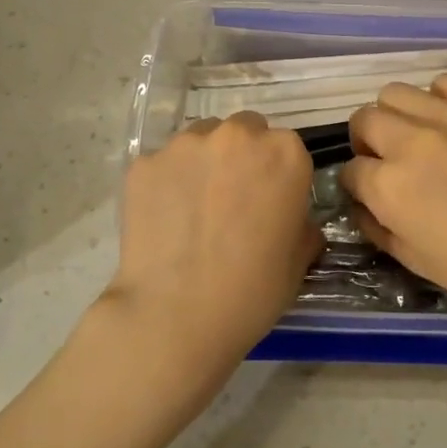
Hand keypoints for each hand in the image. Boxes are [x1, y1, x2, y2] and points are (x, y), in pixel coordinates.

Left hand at [101, 113, 318, 397]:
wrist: (174, 316)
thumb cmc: (251, 291)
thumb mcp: (298, 261)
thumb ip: (301, 224)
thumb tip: (292, 219)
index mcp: (284, 153)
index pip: (287, 147)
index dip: (279, 174)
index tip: (271, 202)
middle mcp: (236, 135)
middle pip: (244, 131)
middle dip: (242, 156)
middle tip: (232, 200)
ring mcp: (185, 145)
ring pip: (201, 140)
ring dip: (204, 162)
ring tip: (194, 208)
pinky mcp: (145, 162)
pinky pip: (163, 164)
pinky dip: (167, 182)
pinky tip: (164, 219)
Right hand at [341, 75, 446, 336]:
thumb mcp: (413, 260)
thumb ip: (376, 226)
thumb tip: (362, 202)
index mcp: (390, 187)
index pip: (349, 170)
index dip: (358, 184)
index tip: (372, 192)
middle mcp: (410, 141)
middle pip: (364, 120)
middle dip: (367, 142)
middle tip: (389, 160)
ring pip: (395, 93)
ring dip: (396, 116)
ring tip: (418, 136)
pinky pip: (444, 83)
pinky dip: (439, 99)